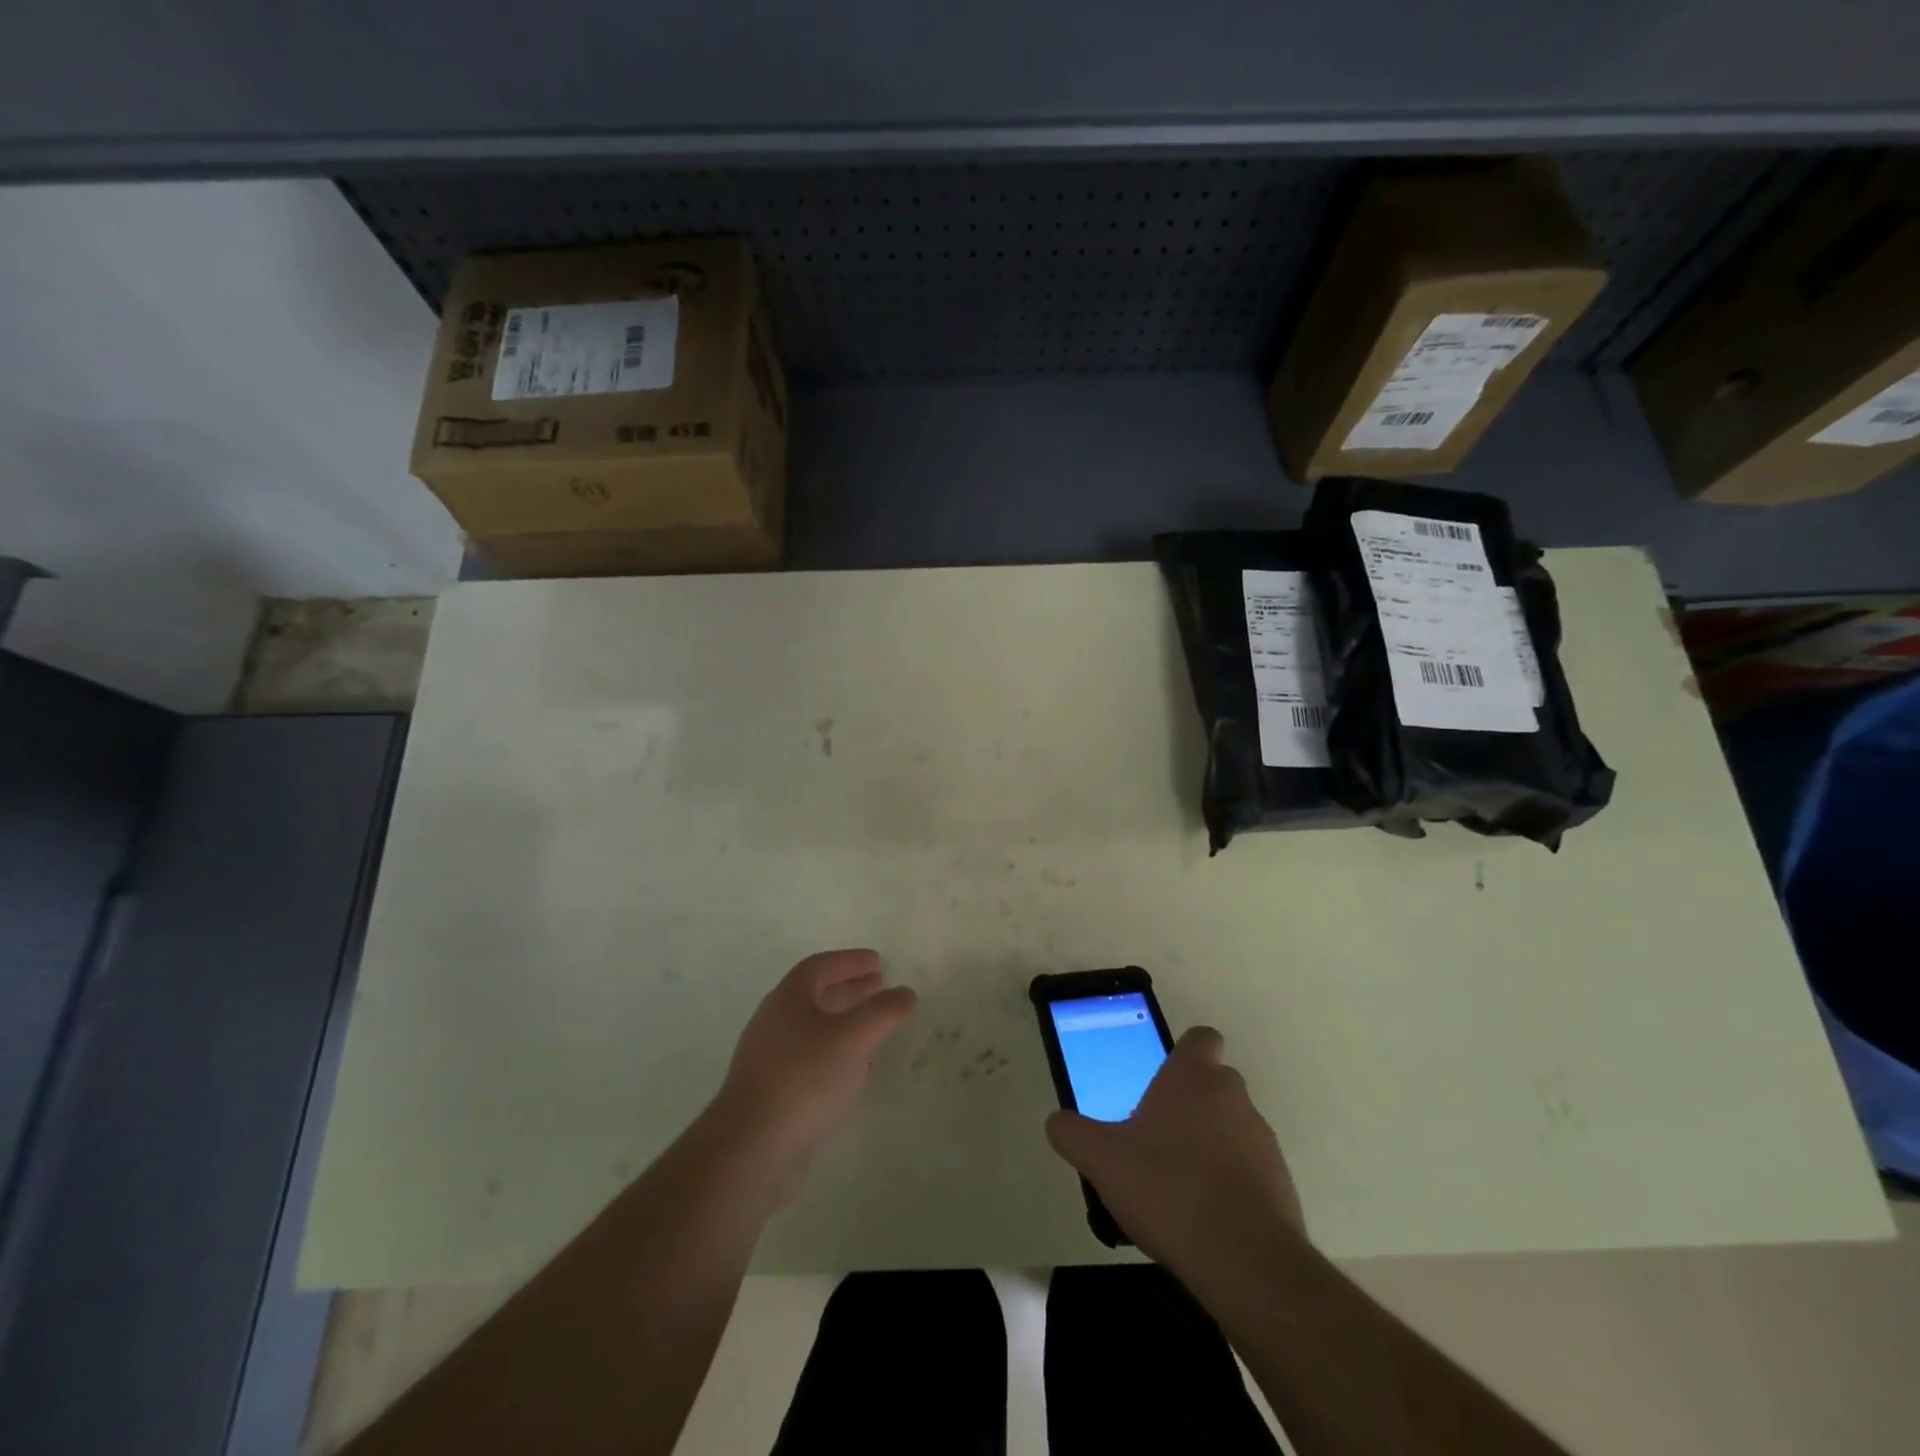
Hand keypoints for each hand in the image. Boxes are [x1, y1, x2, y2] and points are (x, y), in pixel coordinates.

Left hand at [712, 949, 916, 1205]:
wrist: (751, 1149)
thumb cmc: (804, 1079)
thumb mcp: (852, 1038)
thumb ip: (882, 1012)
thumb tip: (905, 993)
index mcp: (787, 999)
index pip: (820, 966)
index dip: (850, 961)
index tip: (879, 962)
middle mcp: (773, 1022)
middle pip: (814, 995)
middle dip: (848, 989)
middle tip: (879, 989)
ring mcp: (768, 1059)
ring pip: (811, 1029)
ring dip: (842, 1023)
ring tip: (872, 1029)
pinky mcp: (770, 1093)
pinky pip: (808, 1060)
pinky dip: (833, 1054)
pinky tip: (852, 1072)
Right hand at [1045, 1026, 1303, 1284]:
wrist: (1245, 1261)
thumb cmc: (1167, 1189)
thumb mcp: (1102, 1160)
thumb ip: (1073, 1134)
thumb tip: (1057, 1121)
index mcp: (1193, 1077)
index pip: (1201, 1038)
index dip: (1185, 1053)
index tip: (1164, 1078)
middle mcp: (1233, 1097)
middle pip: (1214, 1084)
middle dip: (1190, 1104)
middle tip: (1156, 1136)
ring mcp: (1263, 1140)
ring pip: (1232, 1127)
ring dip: (1211, 1144)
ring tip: (1177, 1185)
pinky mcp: (1281, 1184)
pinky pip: (1249, 1170)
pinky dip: (1230, 1183)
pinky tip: (1203, 1217)